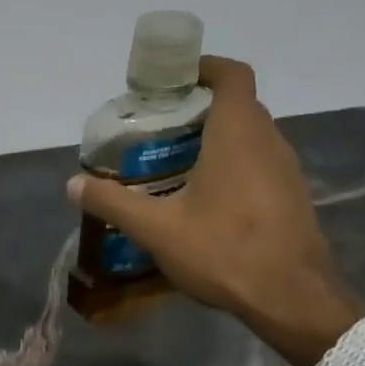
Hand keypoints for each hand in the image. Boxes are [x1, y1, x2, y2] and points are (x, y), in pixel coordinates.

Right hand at [66, 57, 364, 365]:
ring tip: (175, 161)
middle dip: (200, 107)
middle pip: (238, 105)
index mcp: (238, 134)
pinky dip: (232, 164)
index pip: (232, 75)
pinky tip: (205, 198)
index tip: (172, 78)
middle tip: (160, 126)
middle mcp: (269, 141)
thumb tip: (73, 184)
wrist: (292, 298)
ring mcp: (286, 170)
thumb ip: (113, 202)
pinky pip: (259, 163)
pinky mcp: (292, 196)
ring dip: (217, 138)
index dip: (204, 67)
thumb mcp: (156, 229)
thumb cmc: (224, 251)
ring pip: (250, 136)